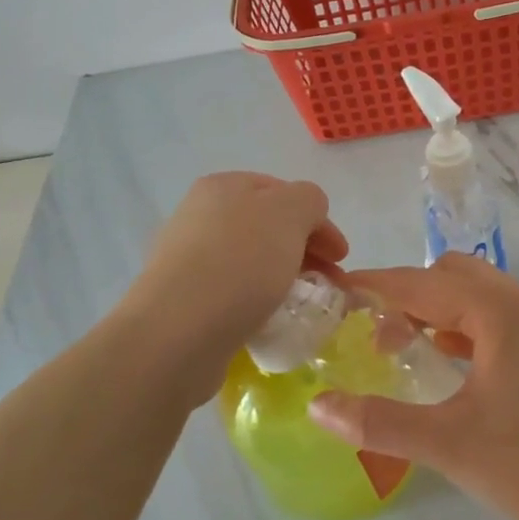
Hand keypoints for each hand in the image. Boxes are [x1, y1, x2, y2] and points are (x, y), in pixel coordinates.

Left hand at [126, 173, 347, 397]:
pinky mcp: (182, 300)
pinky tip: (269, 321)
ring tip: (303, 305)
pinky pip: (233, 293)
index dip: (318, 221)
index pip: (284, 192)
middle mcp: (200, 215)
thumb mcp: (290, 213)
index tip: (341, 257)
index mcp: (223, 186)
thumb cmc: (240, 263)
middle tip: (329, 283)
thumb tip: (307, 217)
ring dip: (284, 278)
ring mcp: (186, 259)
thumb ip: (309, 201)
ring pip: (252, 261)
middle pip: (268, 227)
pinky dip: (258, 302)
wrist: (177, 332)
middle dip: (305, 251)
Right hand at [307, 254, 518, 519]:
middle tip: (372, 329)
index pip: (426, 282)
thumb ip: (378, 421)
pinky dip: (462, 326)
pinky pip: (496, 318)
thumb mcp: (446, 444)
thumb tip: (318, 406)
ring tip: (400, 343)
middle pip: (454, 275)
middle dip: (409, 292)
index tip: (338, 290)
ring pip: (478, 295)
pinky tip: (444, 360)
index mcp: (503, 315)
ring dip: (436, 308)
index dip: (379, 284)